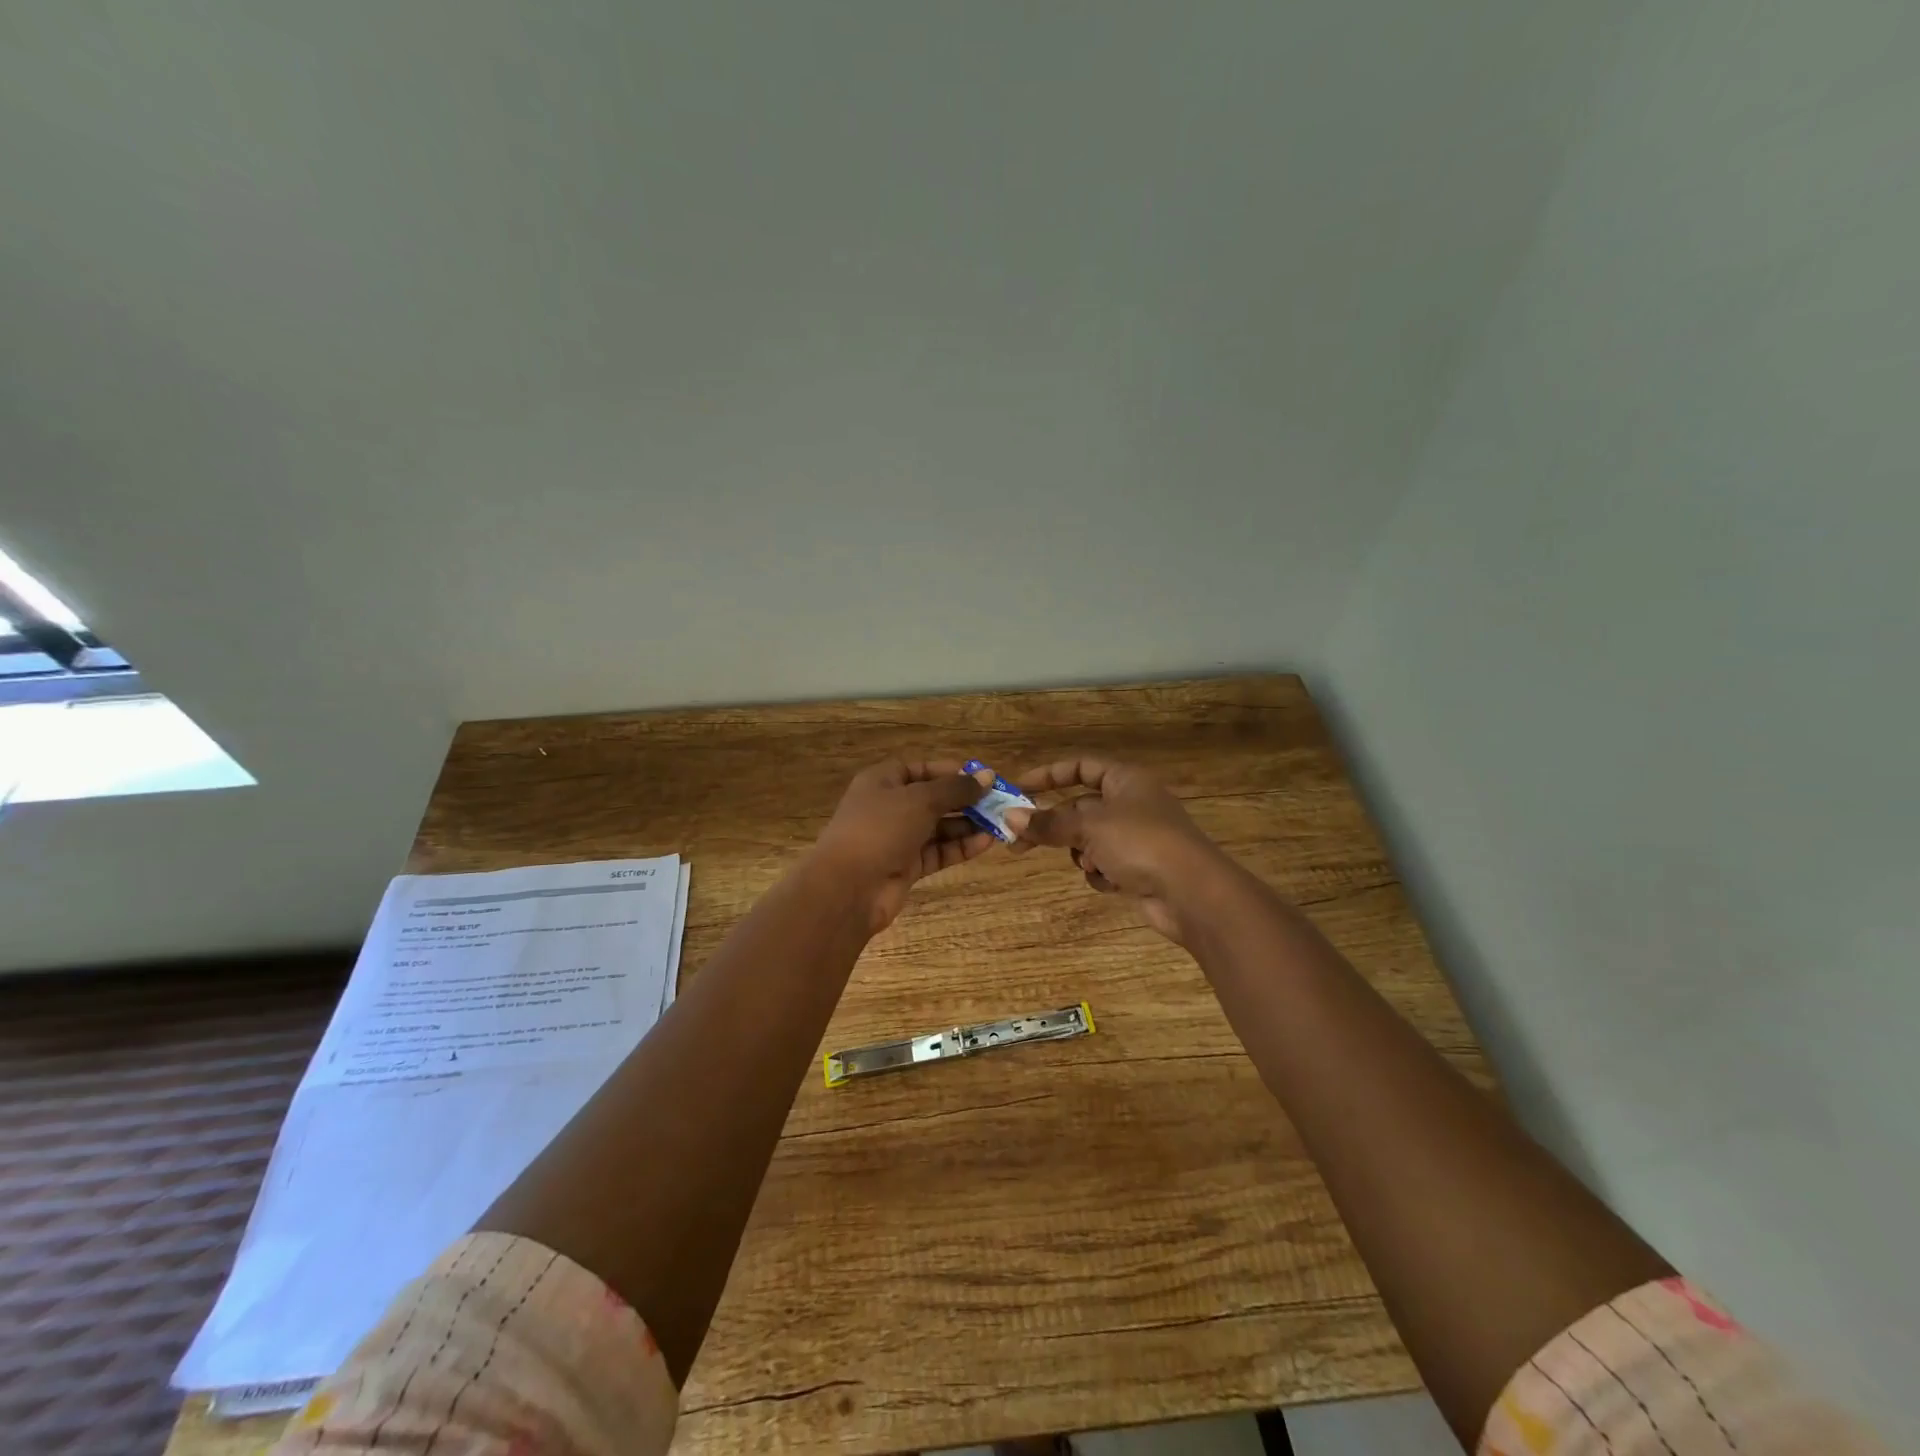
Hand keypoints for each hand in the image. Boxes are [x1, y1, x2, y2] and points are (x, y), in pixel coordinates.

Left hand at [813, 759, 996, 931]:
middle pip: (933, 798)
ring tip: (1000, 823)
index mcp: (883, 781)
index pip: (921, 769)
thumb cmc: (880, 829)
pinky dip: (960, 847)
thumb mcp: (920, 800)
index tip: (982, 777)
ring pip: (938, 827)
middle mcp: (890, 807)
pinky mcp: (907, 866)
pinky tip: (986, 842)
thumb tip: (987, 776)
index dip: (951, 771)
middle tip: (999, 802)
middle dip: (965, 800)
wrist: (848, 888)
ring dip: (967, 824)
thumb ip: (956, 789)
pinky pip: (938, 851)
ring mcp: (897, 838)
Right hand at [1005, 758, 1226, 943]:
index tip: (1018, 788)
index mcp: (1126, 780)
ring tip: (1089, 864)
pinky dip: (1101, 873)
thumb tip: (1009, 817)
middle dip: (1053, 825)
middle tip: (1017, 842)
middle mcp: (1132, 803)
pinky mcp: (1139, 868)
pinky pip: (1104, 864)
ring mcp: (1137, 838)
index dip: (1049, 775)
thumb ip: (1047, 822)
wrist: (1191, 893)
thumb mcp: (1088, 827)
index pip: (1081, 767)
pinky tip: (1111, 881)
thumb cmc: (1140, 843)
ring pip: (1089, 840)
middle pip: (1079, 807)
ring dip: (1081, 853)